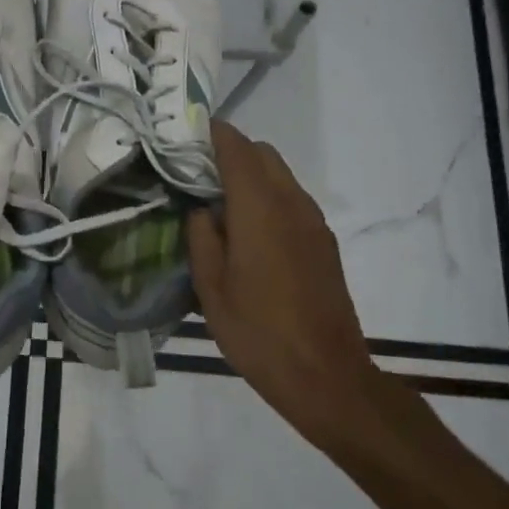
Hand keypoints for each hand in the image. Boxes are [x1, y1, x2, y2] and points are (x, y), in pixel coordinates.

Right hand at [186, 122, 377, 450]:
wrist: (325, 375)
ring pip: (280, 175)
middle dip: (230, 152)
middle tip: (195, 175)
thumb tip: (201, 210)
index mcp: (260, 208)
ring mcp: (313, 222)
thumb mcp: (211, 287)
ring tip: (218, 205)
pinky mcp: (324, 242)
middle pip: (262, 154)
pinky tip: (248, 233)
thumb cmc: (258, 331)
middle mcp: (292, 203)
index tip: (183, 134)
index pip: (236, 148)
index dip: (210, 133)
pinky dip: (268, 197)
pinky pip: (292, 200)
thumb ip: (201, 237)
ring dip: (250, 175)